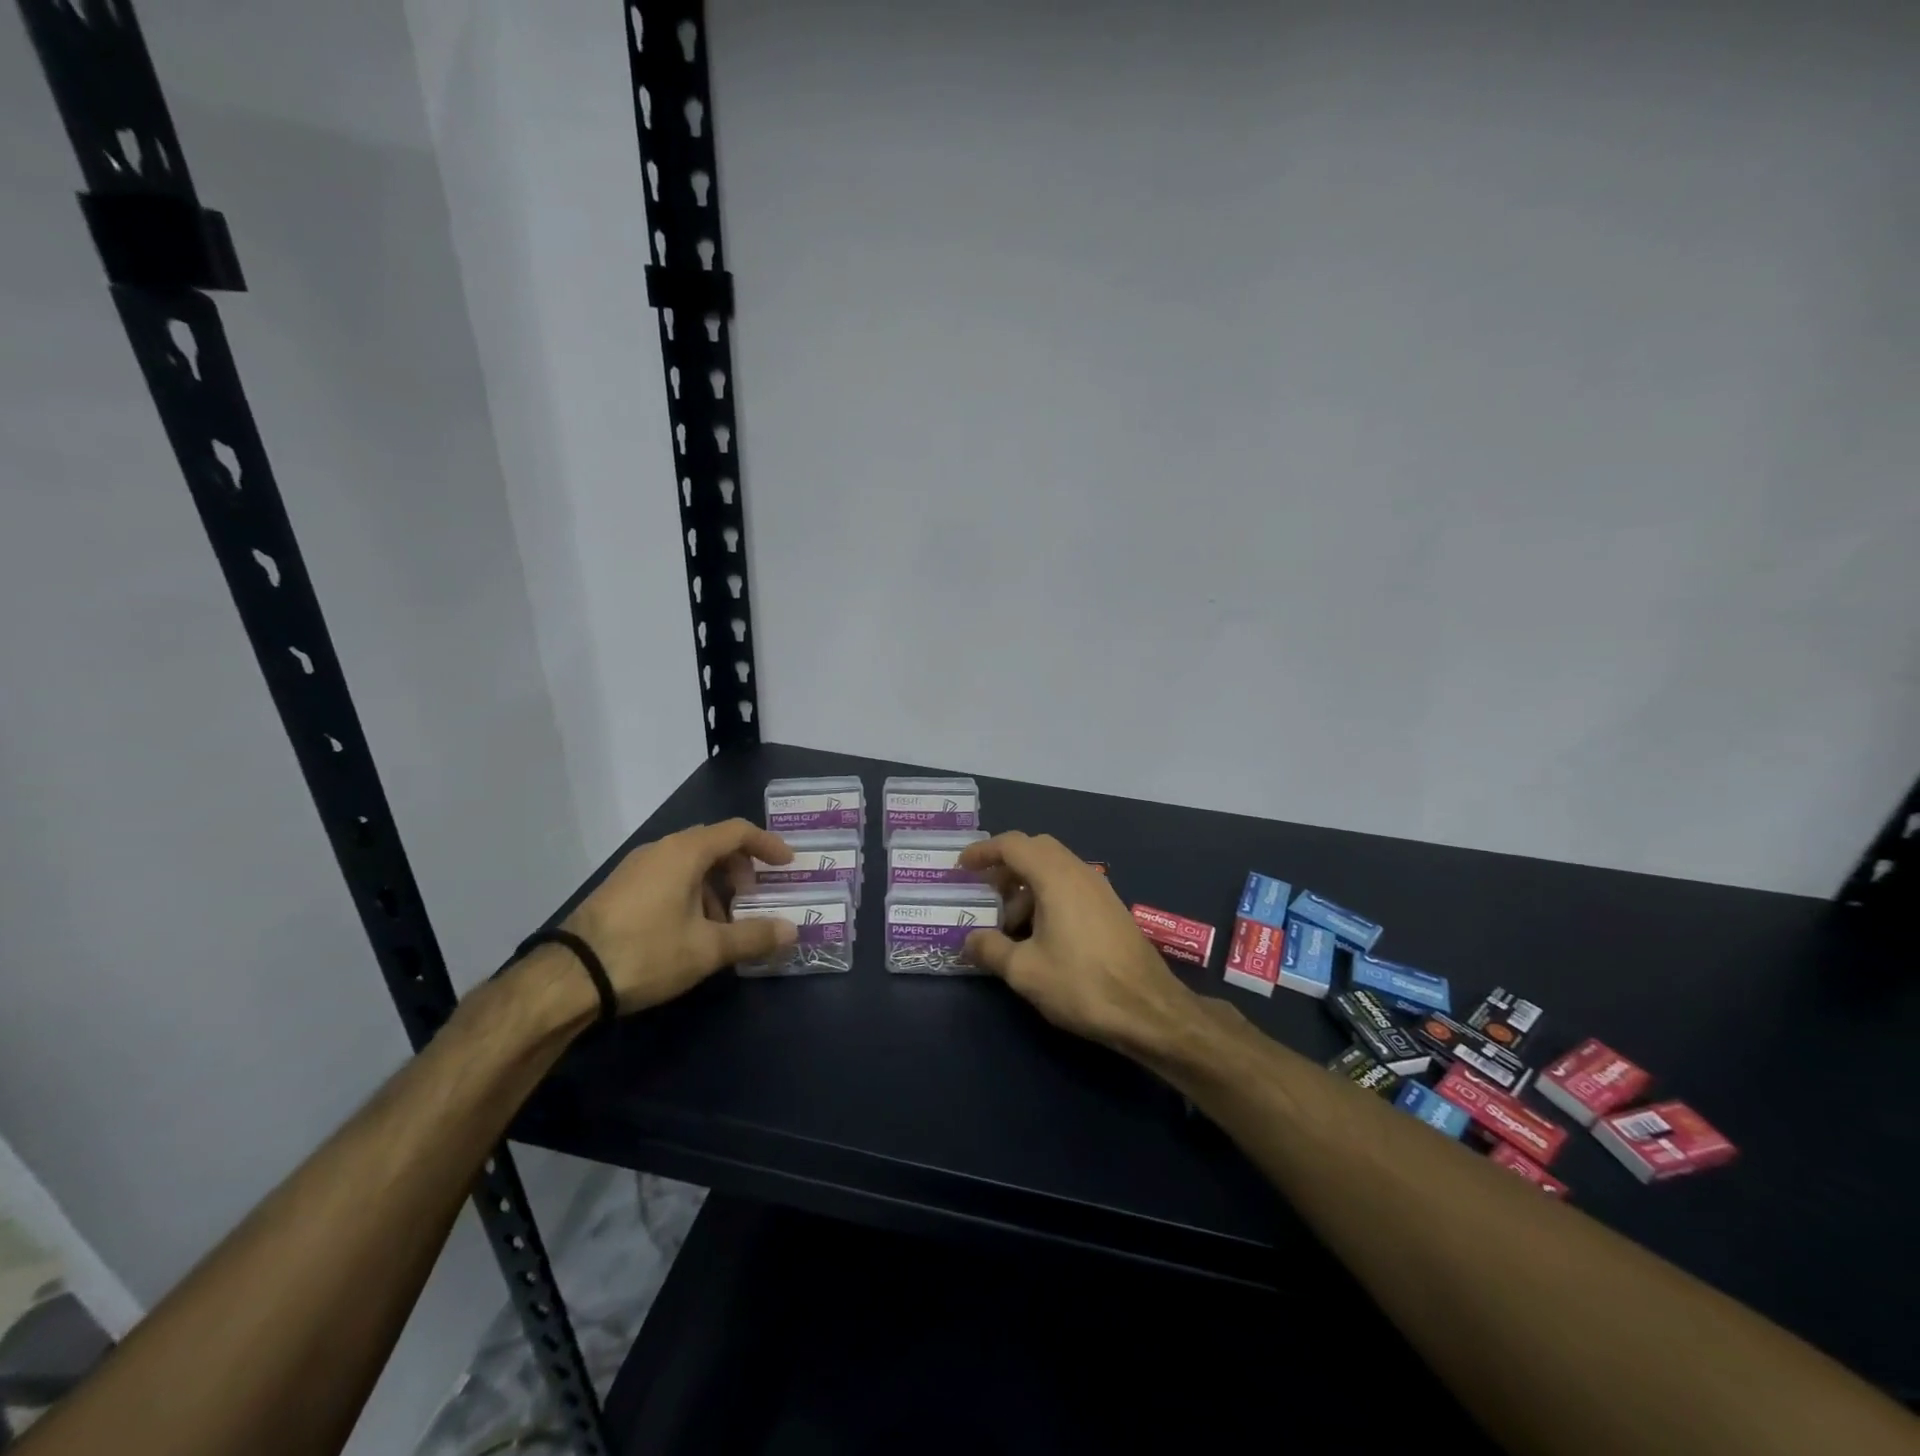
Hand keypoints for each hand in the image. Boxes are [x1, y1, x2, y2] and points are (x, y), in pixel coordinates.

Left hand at [558, 819, 796, 1012]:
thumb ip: (753, 936)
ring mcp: (636, 867)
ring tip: (723, 923)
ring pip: (689, 863)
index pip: (737, 831)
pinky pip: (668, 876)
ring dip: (715, 885)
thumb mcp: (707, 948)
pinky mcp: (620, 888)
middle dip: (741, 868)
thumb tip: (792, 931)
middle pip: (713, 844)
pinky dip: (691, 892)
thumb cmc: (647, 952)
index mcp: (685, 852)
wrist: (568, 978)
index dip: (767, 845)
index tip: (787, 865)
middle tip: (754, 898)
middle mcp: (661, 849)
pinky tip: (689, 930)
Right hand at [960, 832, 1198, 1056]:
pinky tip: (1039, 934)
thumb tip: (969, 940)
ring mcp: (1099, 889)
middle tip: (985, 892)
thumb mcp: (1025, 971)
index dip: (983, 851)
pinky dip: (1047, 896)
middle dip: (1006, 866)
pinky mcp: (1110, 908)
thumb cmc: (1082, 984)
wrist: (1149, 1009)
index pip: (1013, 845)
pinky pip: (1070, 886)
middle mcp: (1079, 872)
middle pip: (1036, 850)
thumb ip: (990, 949)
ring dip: (1027, 885)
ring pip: (1055, 869)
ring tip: (1009, 925)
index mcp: (1056, 877)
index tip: (962, 868)